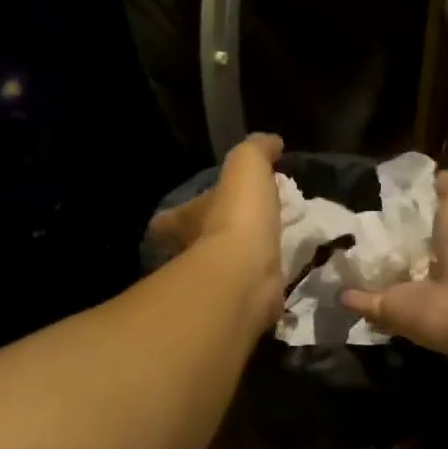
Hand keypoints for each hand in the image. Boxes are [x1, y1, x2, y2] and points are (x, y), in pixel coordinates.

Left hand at [145, 133, 285, 325]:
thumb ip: (256, 150)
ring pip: (222, 269)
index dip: (179, 213)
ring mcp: (212, 284)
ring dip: (239, 260)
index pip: (169, 219)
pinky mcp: (237, 306)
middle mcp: (189, 255)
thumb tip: (270, 142)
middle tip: (242, 229)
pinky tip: (278, 276)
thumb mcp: (246, 165)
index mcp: (183, 222)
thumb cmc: (237, 216)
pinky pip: (247, 291)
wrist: (245, 277)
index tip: (199, 207)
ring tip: (266, 250)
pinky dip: (259, 284)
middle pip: (196, 244)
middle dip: (213, 237)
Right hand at [341, 170, 447, 359]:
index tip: (378, 188)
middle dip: (378, 230)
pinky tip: (325, 279)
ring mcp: (410, 288)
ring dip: (358, 262)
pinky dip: (345, 294)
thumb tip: (429, 179)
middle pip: (400, 243)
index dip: (406, 201)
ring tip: (330, 242)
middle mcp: (436, 262)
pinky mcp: (388, 309)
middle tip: (346, 212)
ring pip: (379, 272)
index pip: (426, 214)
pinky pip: (361, 300)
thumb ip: (447, 185)